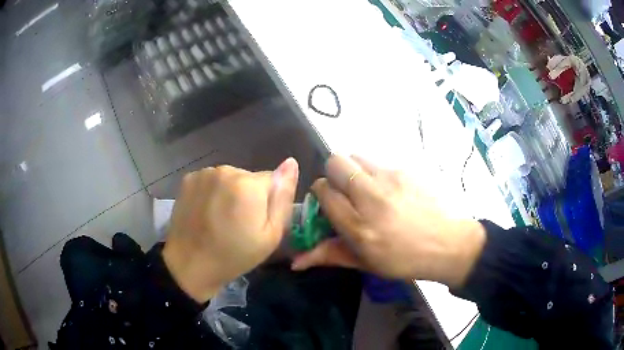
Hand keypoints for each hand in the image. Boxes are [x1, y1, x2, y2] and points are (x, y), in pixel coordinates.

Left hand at [163, 158, 298, 302]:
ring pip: (230, 178)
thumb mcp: (271, 234)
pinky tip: (206, 211)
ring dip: (230, 193)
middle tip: (239, 223)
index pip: (272, 180)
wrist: (191, 265)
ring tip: (220, 219)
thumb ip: (283, 197)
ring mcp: (204, 173)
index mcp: (249, 185)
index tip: (257, 222)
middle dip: (249, 196)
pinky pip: (211, 180)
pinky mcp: (189, 179)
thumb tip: (291, 162)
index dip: (268, 202)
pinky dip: (212, 192)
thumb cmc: (235, 255)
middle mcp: (226, 170)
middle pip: (249, 178)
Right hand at [291, 155, 484, 288]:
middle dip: (334, 174)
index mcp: (358, 226)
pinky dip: (375, 173)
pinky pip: (378, 162)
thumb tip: (295, 262)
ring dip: (354, 170)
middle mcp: (371, 197)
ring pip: (356, 156)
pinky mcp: (405, 170)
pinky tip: (389, 191)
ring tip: (367, 190)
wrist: (447, 244)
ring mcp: (390, 179)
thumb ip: (329, 255)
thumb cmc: (404, 260)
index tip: (329, 203)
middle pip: (335, 162)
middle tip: (345, 192)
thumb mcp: (365, 263)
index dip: (321, 194)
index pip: (323, 191)